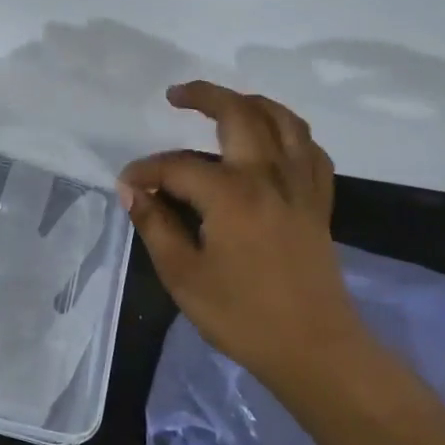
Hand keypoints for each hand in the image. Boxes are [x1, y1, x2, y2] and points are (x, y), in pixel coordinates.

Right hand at [119, 81, 365, 382]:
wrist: (315, 349)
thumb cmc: (242, 315)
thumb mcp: (183, 275)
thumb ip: (155, 226)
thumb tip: (132, 191)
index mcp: (231, 194)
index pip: (177, 167)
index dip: (146, 172)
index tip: (126, 186)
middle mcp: (269, 176)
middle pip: (240, 114)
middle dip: (205, 96)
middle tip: (176, 95)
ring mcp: (300, 186)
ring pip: (283, 121)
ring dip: (251, 102)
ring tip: (225, 103)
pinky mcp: (318, 203)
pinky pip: (309, 150)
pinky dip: (289, 133)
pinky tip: (273, 140)